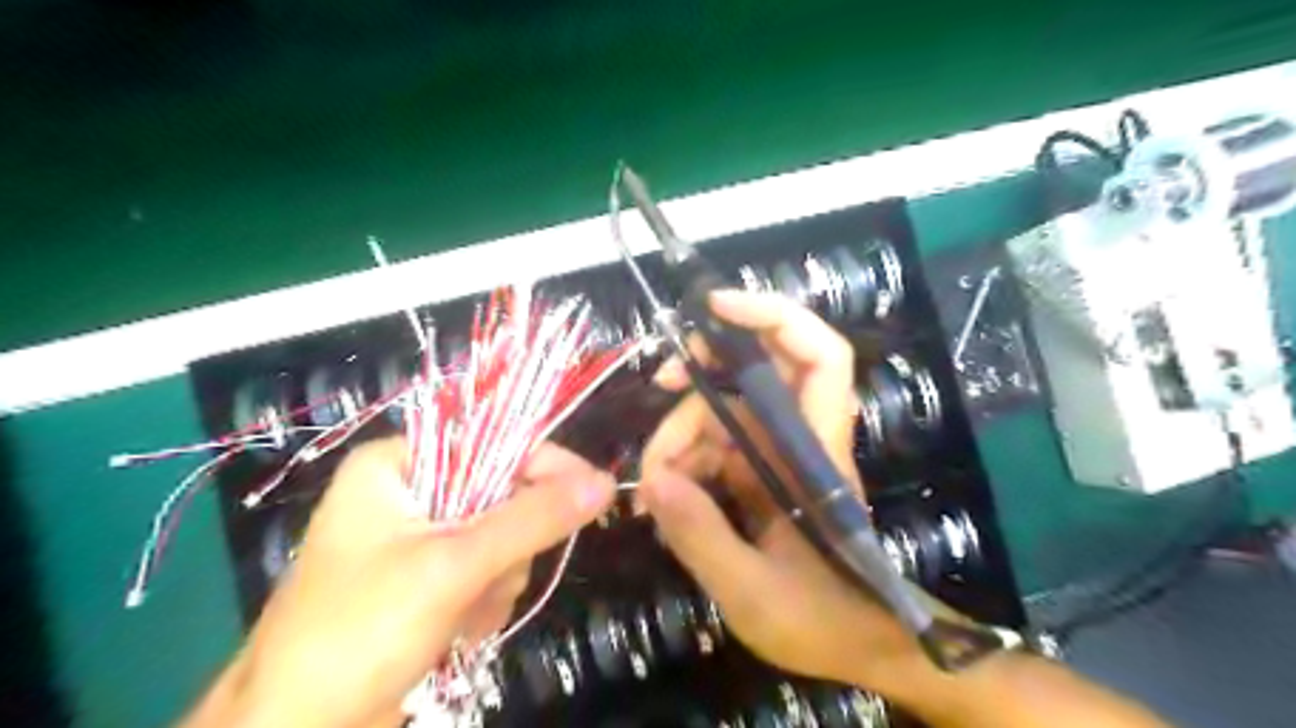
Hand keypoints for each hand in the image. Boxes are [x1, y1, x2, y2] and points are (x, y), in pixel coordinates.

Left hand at [188, 439, 617, 726]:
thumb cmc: (358, 633)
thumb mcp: (452, 566)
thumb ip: (532, 519)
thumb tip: (605, 482)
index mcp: (398, 463)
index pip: (493, 440)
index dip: (545, 464)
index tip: (593, 490)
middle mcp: (410, 491)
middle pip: (502, 492)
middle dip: (506, 544)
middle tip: (487, 579)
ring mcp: (420, 538)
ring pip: (502, 536)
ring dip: (497, 579)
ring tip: (462, 613)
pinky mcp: (429, 579)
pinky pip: (489, 569)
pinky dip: (486, 600)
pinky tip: (459, 629)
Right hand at [637, 291, 921, 698]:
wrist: (861, 646)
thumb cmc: (823, 622)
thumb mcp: (753, 593)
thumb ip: (702, 537)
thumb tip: (652, 483)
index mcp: (815, 455)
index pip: (820, 358)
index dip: (775, 317)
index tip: (715, 307)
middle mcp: (799, 441)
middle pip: (757, 375)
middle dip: (704, 373)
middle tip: (660, 384)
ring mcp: (778, 457)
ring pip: (725, 414)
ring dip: (681, 436)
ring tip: (651, 486)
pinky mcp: (761, 476)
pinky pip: (716, 449)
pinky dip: (685, 463)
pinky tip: (662, 496)